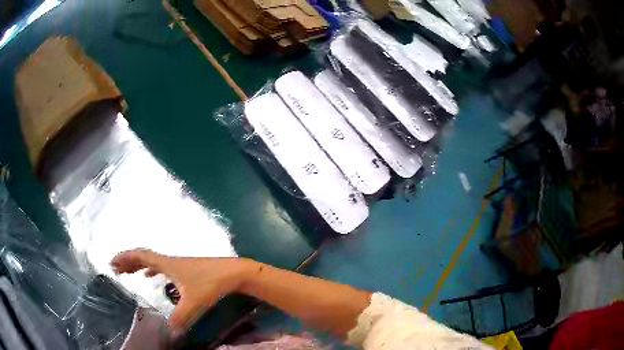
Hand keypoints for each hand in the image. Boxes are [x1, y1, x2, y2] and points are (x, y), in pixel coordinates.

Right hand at [110, 249, 253, 333]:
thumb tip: (169, 333)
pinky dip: (153, 270)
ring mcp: (179, 264)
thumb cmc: (212, 284)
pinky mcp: (187, 269)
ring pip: (153, 262)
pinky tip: (153, 279)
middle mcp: (171, 261)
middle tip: (116, 268)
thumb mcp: (194, 303)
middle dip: (129, 261)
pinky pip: (164, 267)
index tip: (112, 262)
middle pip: (144, 257)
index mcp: (167, 265)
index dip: (125, 257)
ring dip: (139, 265)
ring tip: (129, 273)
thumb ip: (180, 318)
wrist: (234, 273)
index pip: (141, 256)